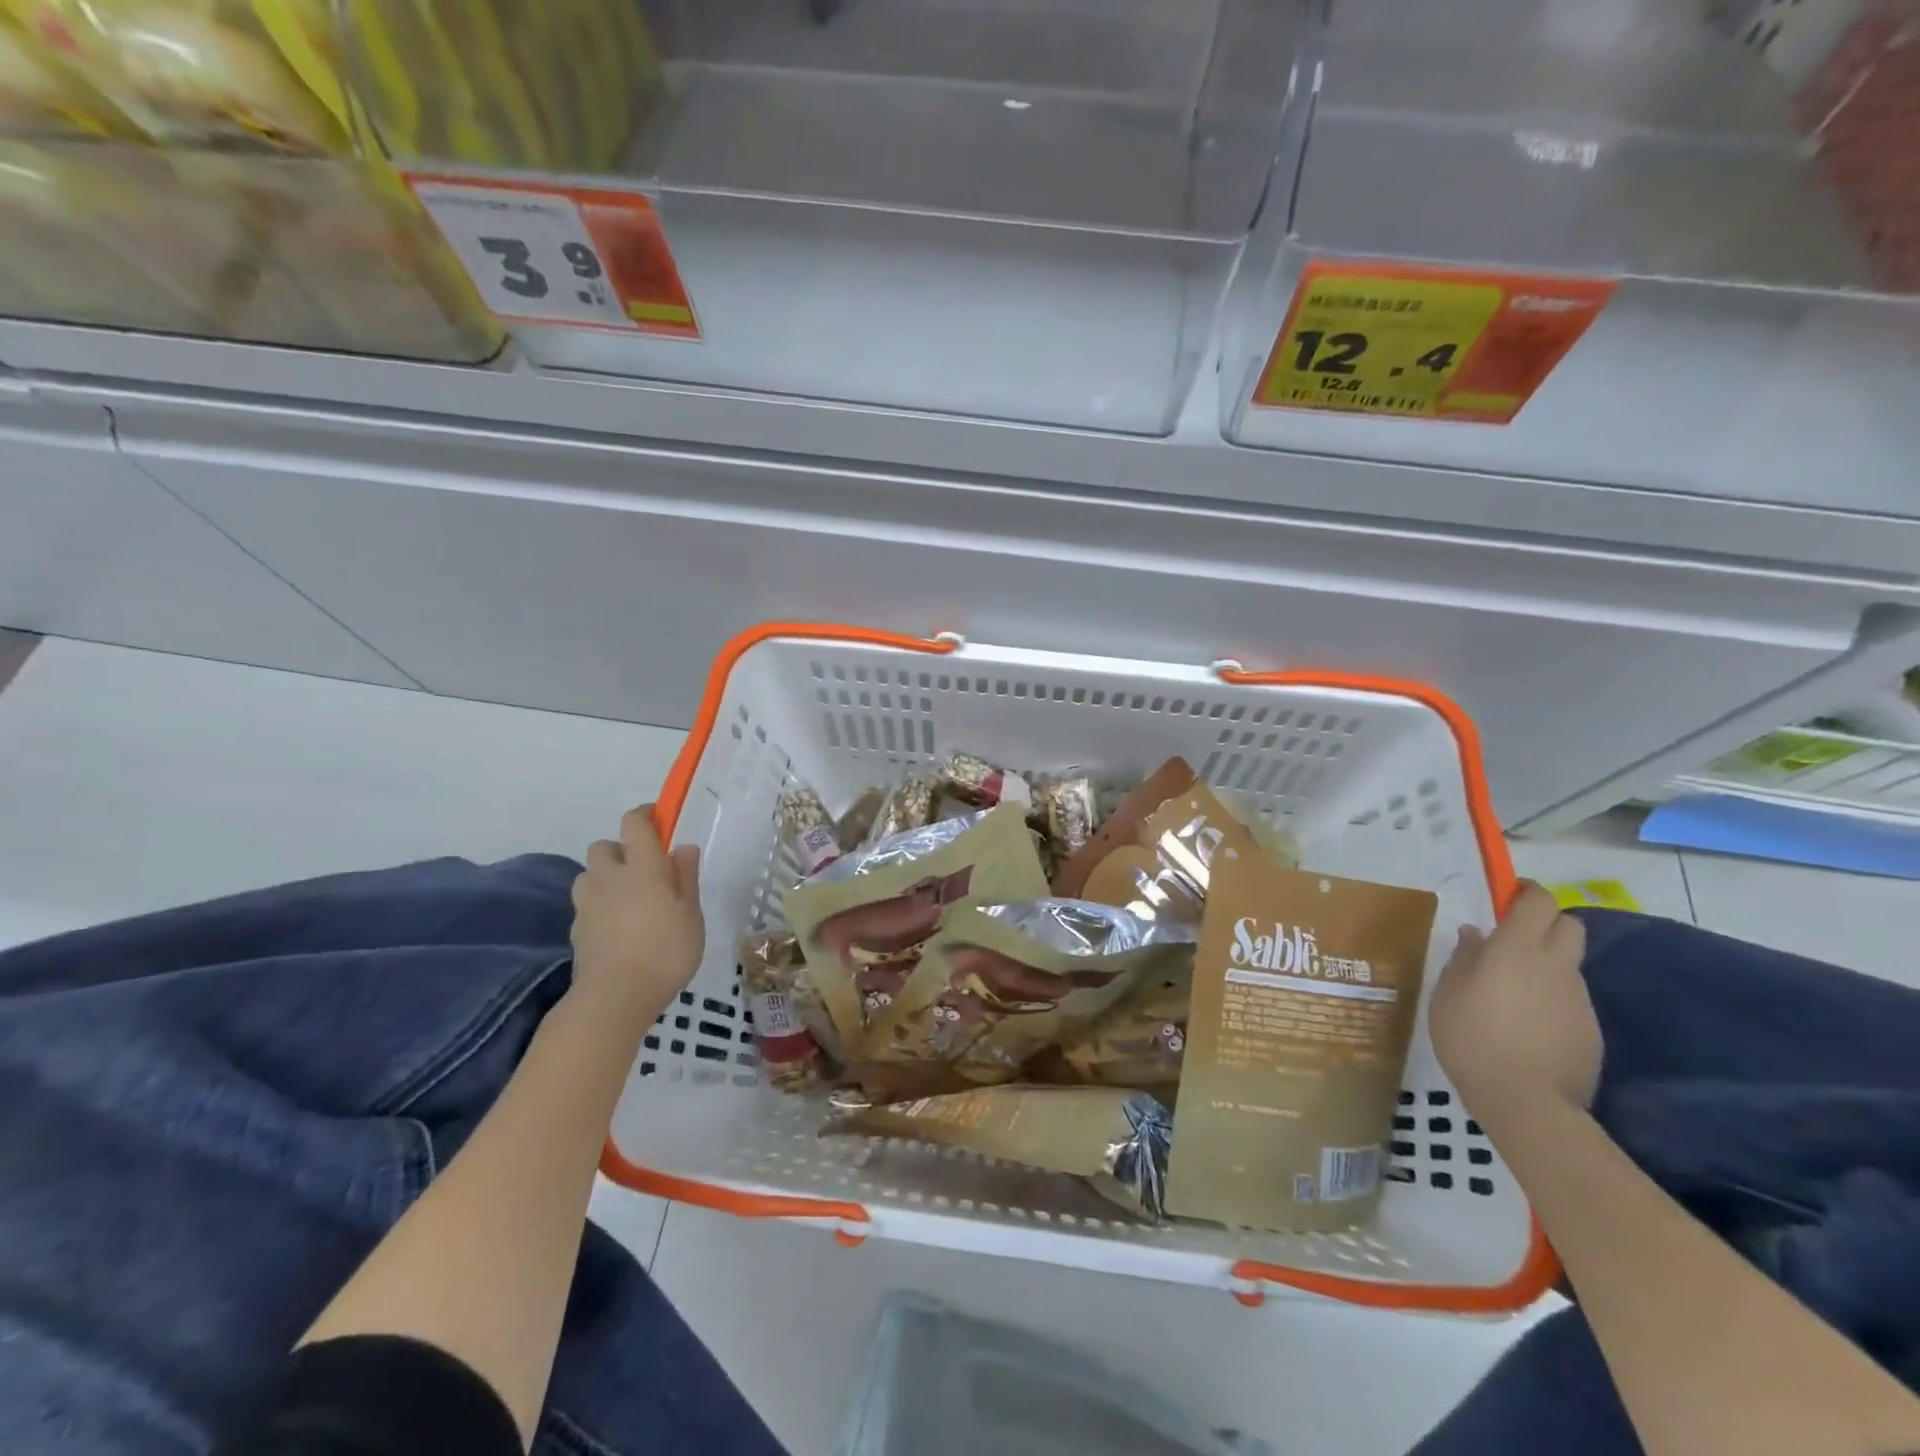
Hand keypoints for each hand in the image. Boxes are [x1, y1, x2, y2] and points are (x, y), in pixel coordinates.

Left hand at [569, 805, 703, 1030]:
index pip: (635, 823)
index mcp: (642, 867)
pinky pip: (587, 905)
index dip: (646, 815)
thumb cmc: (665, 951)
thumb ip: (686, 877)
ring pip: (591, 875)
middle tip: (646, 871)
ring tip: (630, 901)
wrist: (614, 998)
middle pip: (605, 846)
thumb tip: (682, 847)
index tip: (660, 821)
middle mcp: (609, 877)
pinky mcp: (576, 929)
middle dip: (622, 850)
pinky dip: (600, 907)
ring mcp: (587, 903)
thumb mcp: (692, 914)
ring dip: (607, 878)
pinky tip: (618, 929)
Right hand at [1428, 882, 1600, 1123]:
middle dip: (1546, 923)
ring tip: (1512, 991)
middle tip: (1514, 939)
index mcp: (1517, 949)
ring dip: (1546, 964)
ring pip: (1569, 964)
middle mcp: (1555, 966)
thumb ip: (1464, 958)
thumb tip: (1475, 935)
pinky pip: (1570, 998)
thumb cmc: (1472, 1038)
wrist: (1527, 1103)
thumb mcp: (1448, 993)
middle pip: (1569, 925)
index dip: (1527, 892)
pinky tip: (1528, 1025)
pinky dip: (1552, 999)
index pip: (1539, 902)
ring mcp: (1579, 999)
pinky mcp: (1591, 1029)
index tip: (1507, 896)